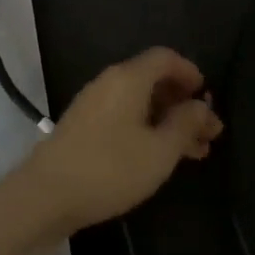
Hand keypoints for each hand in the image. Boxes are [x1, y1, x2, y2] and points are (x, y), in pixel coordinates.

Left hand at [15, 47, 221, 235]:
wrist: (46, 196)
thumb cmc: (110, 168)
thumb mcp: (159, 151)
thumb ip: (185, 124)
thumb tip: (201, 105)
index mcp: (128, 78)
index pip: (164, 58)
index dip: (189, 72)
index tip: (207, 95)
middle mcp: (109, 83)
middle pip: (153, 80)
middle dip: (183, 103)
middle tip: (209, 132)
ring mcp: (93, 105)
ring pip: (139, 103)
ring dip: (168, 122)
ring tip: (195, 152)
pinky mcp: (83, 127)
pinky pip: (124, 117)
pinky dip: (147, 130)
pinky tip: (160, 157)